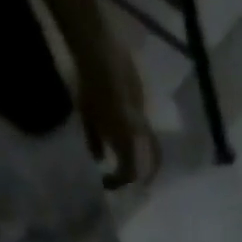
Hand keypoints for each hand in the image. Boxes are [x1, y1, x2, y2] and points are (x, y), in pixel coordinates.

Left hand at [83, 45, 158, 189]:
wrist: (102, 57)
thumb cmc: (92, 90)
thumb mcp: (88, 118)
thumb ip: (94, 142)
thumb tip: (100, 161)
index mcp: (127, 145)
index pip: (128, 174)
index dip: (118, 182)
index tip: (107, 183)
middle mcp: (141, 138)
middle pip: (150, 166)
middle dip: (142, 177)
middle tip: (134, 183)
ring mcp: (145, 123)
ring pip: (154, 151)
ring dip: (147, 161)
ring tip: (139, 165)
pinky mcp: (145, 108)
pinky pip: (148, 134)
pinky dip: (142, 142)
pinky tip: (132, 138)